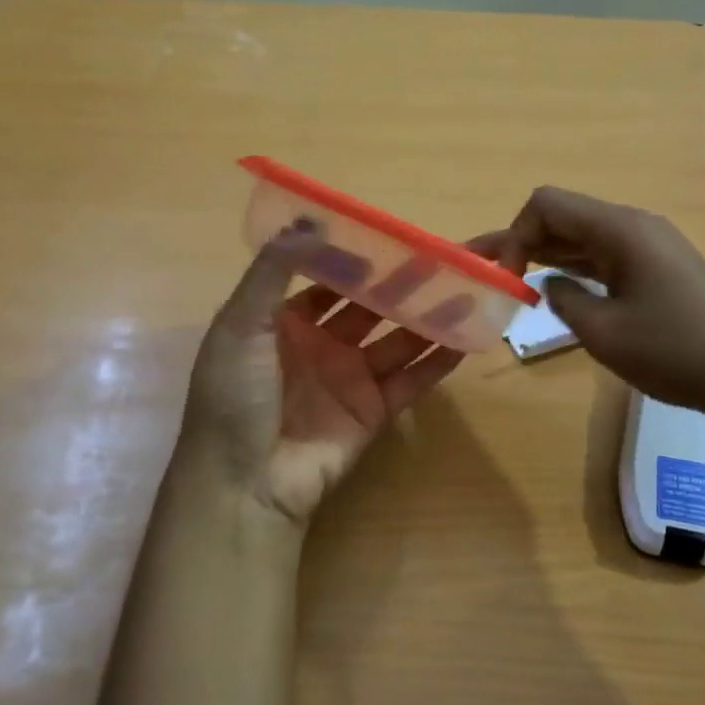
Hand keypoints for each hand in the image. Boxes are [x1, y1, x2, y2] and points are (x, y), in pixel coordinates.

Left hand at [183, 226, 465, 524]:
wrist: (244, 484)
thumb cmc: (235, 397)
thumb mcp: (240, 326)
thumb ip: (273, 272)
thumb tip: (308, 220)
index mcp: (283, 322)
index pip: (328, 280)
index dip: (359, 258)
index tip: (395, 235)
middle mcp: (320, 346)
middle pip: (371, 306)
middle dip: (405, 282)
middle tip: (446, 256)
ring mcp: (350, 380)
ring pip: (398, 340)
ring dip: (431, 316)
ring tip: (470, 288)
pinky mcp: (374, 413)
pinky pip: (412, 380)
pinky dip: (439, 361)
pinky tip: (469, 337)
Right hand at [485, 186, 704, 428]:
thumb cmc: (677, 352)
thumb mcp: (605, 332)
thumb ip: (565, 300)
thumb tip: (550, 285)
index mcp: (620, 230)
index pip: (547, 205)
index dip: (515, 235)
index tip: (508, 280)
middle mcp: (635, 227)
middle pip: (564, 217)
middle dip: (522, 241)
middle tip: (486, 271)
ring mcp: (652, 248)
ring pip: (584, 238)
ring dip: (548, 255)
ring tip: (512, 279)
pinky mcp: (661, 270)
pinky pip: (606, 257)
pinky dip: (577, 269)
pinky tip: (560, 290)